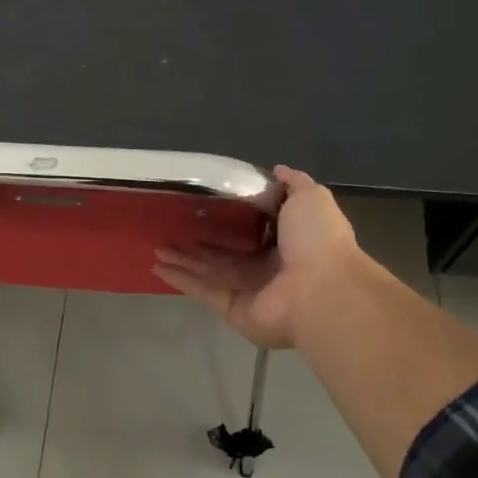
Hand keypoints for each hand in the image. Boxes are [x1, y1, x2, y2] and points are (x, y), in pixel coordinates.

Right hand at [153, 167, 363, 348]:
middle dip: (199, 243)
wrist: (321, 290)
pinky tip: (158, 267)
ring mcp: (249, 290)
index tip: (204, 206)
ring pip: (210, 271)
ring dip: (184, 260)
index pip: (254, 230)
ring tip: (157, 247)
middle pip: (226, 253)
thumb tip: (277, 169)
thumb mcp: (310, 197)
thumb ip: (293, 183)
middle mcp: (268, 268)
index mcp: (288, 242)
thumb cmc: (316, 240)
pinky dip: (181, 280)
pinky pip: (203, 291)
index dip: (230, 219)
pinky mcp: (233, 308)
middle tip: (172, 228)